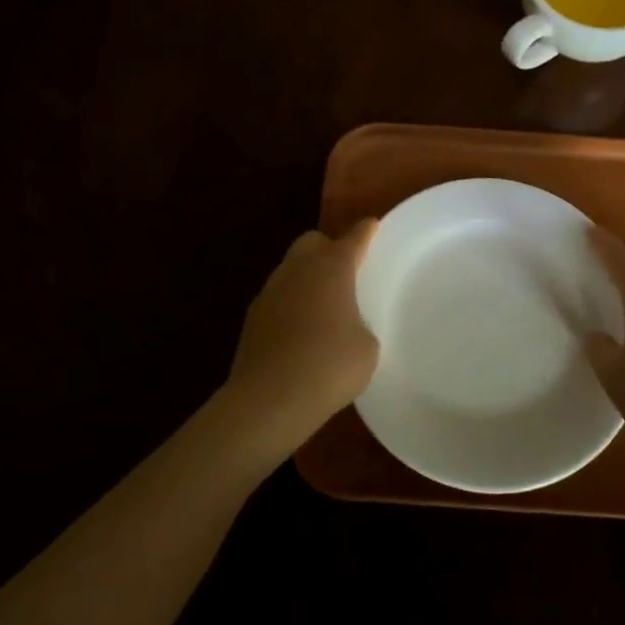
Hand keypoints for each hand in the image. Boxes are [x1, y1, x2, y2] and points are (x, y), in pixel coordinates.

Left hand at [223, 221, 379, 452]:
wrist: (269, 399)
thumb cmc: (330, 366)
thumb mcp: (366, 348)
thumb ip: (360, 326)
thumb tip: (347, 328)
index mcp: (332, 268)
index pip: (353, 240)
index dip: (365, 232)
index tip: (372, 225)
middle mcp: (298, 271)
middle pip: (312, 242)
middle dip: (328, 247)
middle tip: (344, 268)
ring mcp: (270, 293)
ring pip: (290, 269)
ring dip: (306, 277)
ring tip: (323, 304)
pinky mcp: (252, 319)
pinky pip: (277, 298)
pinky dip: (291, 304)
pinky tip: (301, 329)